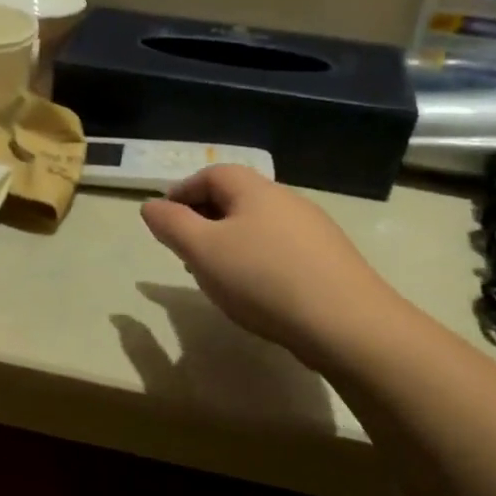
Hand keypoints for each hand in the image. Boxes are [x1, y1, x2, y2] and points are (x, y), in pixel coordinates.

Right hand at [139, 165, 399, 363]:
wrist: (344, 321)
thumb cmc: (262, 279)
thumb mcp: (203, 251)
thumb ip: (172, 225)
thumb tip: (150, 205)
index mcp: (255, 190)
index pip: (212, 174)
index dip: (183, 191)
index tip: (164, 217)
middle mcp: (287, 200)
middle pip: (237, 198)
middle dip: (205, 217)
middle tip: (183, 247)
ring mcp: (313, 229)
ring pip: (259, 225)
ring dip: (230, 240)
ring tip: (214, 272)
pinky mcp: (328, 259)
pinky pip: (280, 248)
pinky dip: (256, 259)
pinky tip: (254, 290)